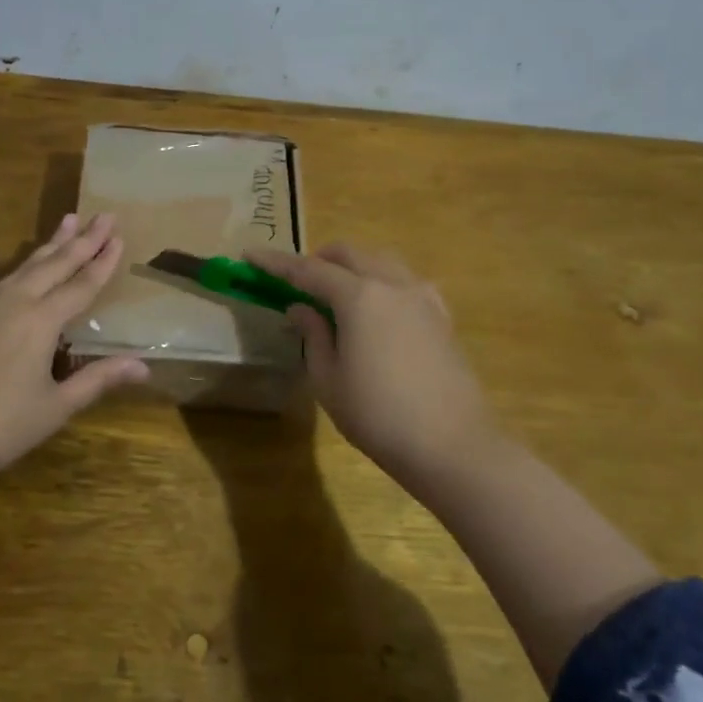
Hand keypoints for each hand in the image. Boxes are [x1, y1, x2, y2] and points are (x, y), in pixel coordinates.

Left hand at [0, 213, 149, 494]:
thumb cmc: (0, 427)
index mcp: (43, 321)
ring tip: (66, 221)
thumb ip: (98, 379)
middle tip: (104, 216)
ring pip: (21, 267)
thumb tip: (143, 365)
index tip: (119, 236)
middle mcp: (15, 302)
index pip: (82, 285)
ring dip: (46, 245)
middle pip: (56, 265)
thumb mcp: (56, 407)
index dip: (103, 261)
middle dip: (82, 240)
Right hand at [248, 243, 497, 496]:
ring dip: (352, 266)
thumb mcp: (329, 380)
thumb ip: (313, 336)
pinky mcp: (441, 317)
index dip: (276, 263)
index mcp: (359, 297)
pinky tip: (379, 308)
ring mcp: (422, 298)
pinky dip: (383, 282)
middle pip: (349, 255)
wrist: (452, 446)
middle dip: (317, 259)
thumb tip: (300, 308)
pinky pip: (407, 282)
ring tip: (335, 292)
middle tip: (295, 280)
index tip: (250, 255)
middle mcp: (392, 285)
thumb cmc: (378, 416)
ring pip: (381, 261)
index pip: (308, 270)